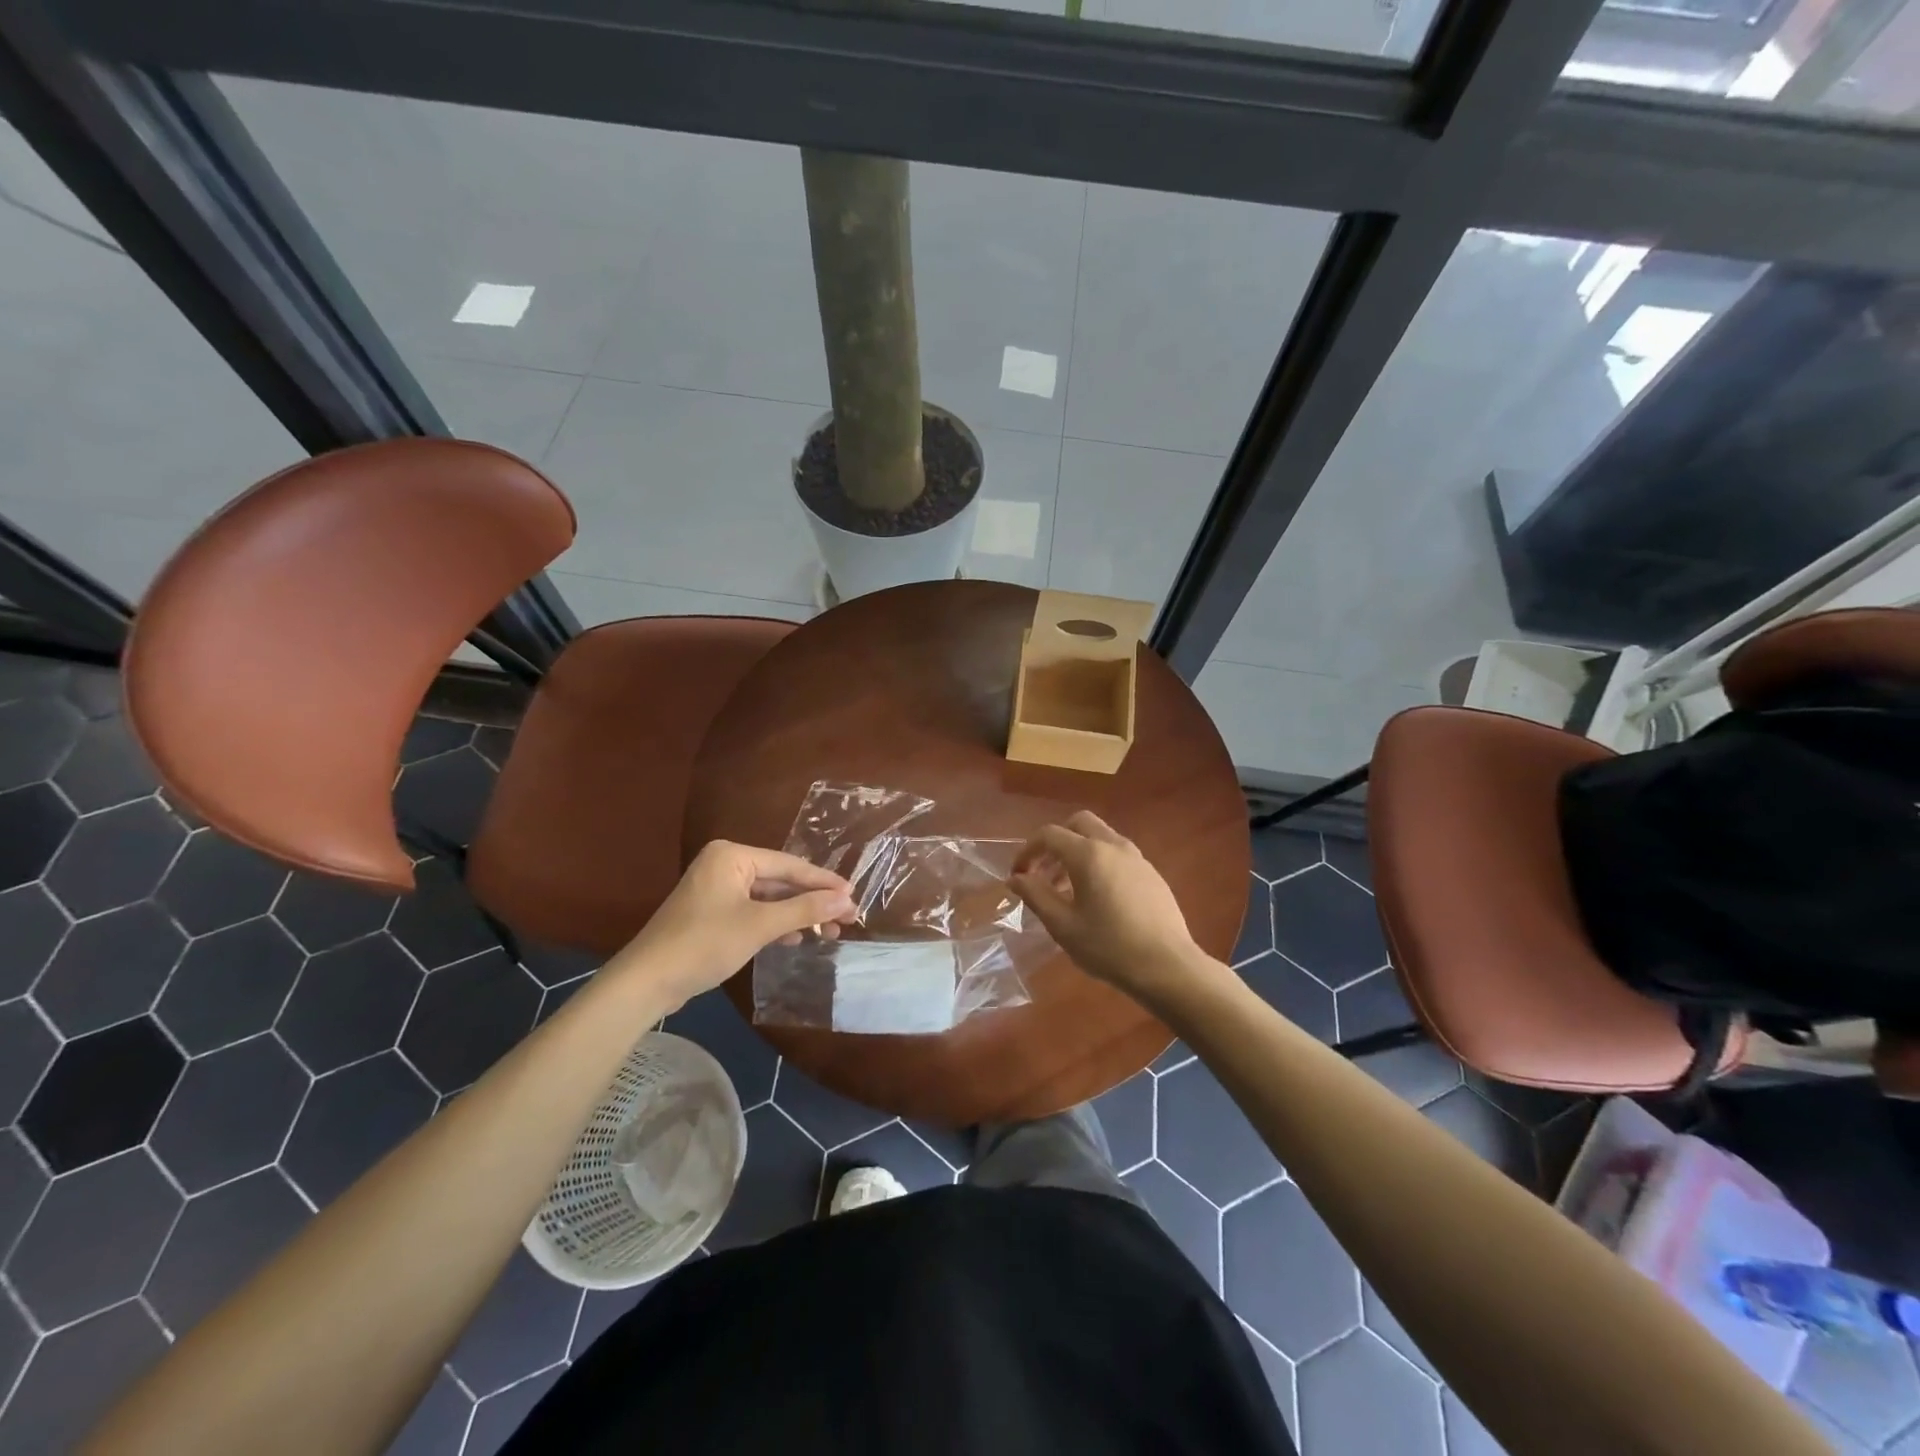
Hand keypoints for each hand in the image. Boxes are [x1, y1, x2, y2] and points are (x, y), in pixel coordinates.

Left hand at [610, 841, 856, 1010]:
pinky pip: (754, 911)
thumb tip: (846, 899)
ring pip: (769, 898)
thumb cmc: (705, 943)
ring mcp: (717, 890)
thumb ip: (805, 909)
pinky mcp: (713, 914)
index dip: (824, 882)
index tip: (854, 895)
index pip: (790, 865)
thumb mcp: (760, 925)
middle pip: (780, 880)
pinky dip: (776, 924)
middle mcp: (725, 865)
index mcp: (733, 856)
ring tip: (830, 931)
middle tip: (848, 917)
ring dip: (798, 915)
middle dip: (813, 901)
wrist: (647, 982)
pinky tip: (797, 937)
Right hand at [1010, 811, 1202, 998]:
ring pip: (1100, 837)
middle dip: (1055, 841)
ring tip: (1067, 889)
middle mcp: (1114, 845)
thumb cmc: (1109, 947)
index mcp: (1088, 854)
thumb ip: (1036, 895)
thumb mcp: (1063, 925)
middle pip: (1078, 823)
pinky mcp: (1152, 873)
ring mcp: (1137, 858)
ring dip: (1078, 851)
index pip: (1049, 835)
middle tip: (1043, 871)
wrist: (1168, 966)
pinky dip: (1099, 862)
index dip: (1027, 851)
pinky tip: (1097, 897)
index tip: (1018, 875)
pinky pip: (1118, 854)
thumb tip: (1016, 878)